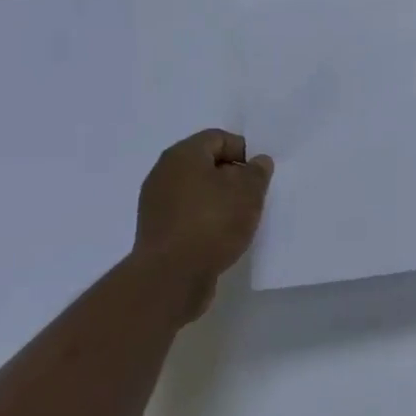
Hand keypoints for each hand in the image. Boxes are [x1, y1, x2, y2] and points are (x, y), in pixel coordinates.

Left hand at [134, 128, 273, 320]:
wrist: (171, 277)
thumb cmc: (212, 222)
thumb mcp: (248, 192)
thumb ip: (257, 172)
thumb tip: (258, 162)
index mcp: (183, 154)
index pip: (218, 138)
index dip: (243, 151)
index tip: (259, 174)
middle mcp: (164, 173)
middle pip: (205, 164)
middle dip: (231, 176)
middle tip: (253, 195)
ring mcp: (156, 204)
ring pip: (195, 191)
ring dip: (218, 200)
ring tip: (239, 219)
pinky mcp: (156, 232)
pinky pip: (186, 215)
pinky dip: (204, 220)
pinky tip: (220, 237)